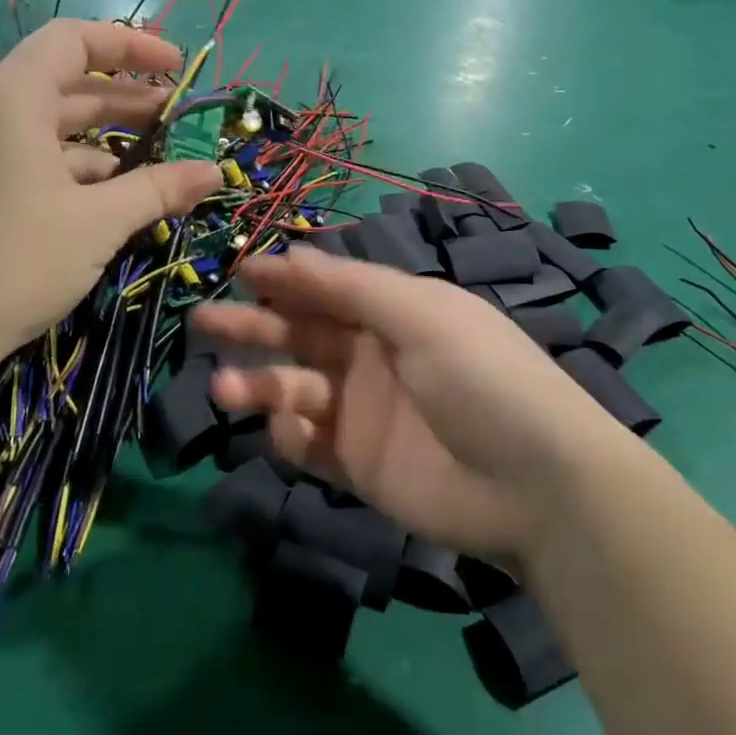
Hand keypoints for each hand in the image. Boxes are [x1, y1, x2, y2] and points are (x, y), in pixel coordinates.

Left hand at [0, 19, 220, 373]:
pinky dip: (78, 167)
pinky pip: (35, 158)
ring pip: (53, 126)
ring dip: (107, 138)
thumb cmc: (18, 260)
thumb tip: (215, 171)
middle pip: (67, 84)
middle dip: (128, 98)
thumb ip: (160, 188)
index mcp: (13, 100)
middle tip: (180, 120)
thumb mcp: (100, 222)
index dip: (130, 45)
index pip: (73, 40)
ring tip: (158, 162)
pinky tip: (113, 196)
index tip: (177, 66)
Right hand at [195, 248, 622, 561]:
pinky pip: (310, 445)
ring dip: (259, 385)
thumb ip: (352, 286)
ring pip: (296, 390)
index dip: (286, 278)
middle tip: (202, 321)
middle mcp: (374, 358)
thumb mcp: (422, 314)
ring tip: (226, 388)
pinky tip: (290, 428)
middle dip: (254, 326)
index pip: (329, 289)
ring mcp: (364, 414)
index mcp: (395, 314)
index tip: (238, 270)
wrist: (533, 482)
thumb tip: (292, 251)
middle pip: (302, 336)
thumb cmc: (480, 377)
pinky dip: (291, 435)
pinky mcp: (359, 466)